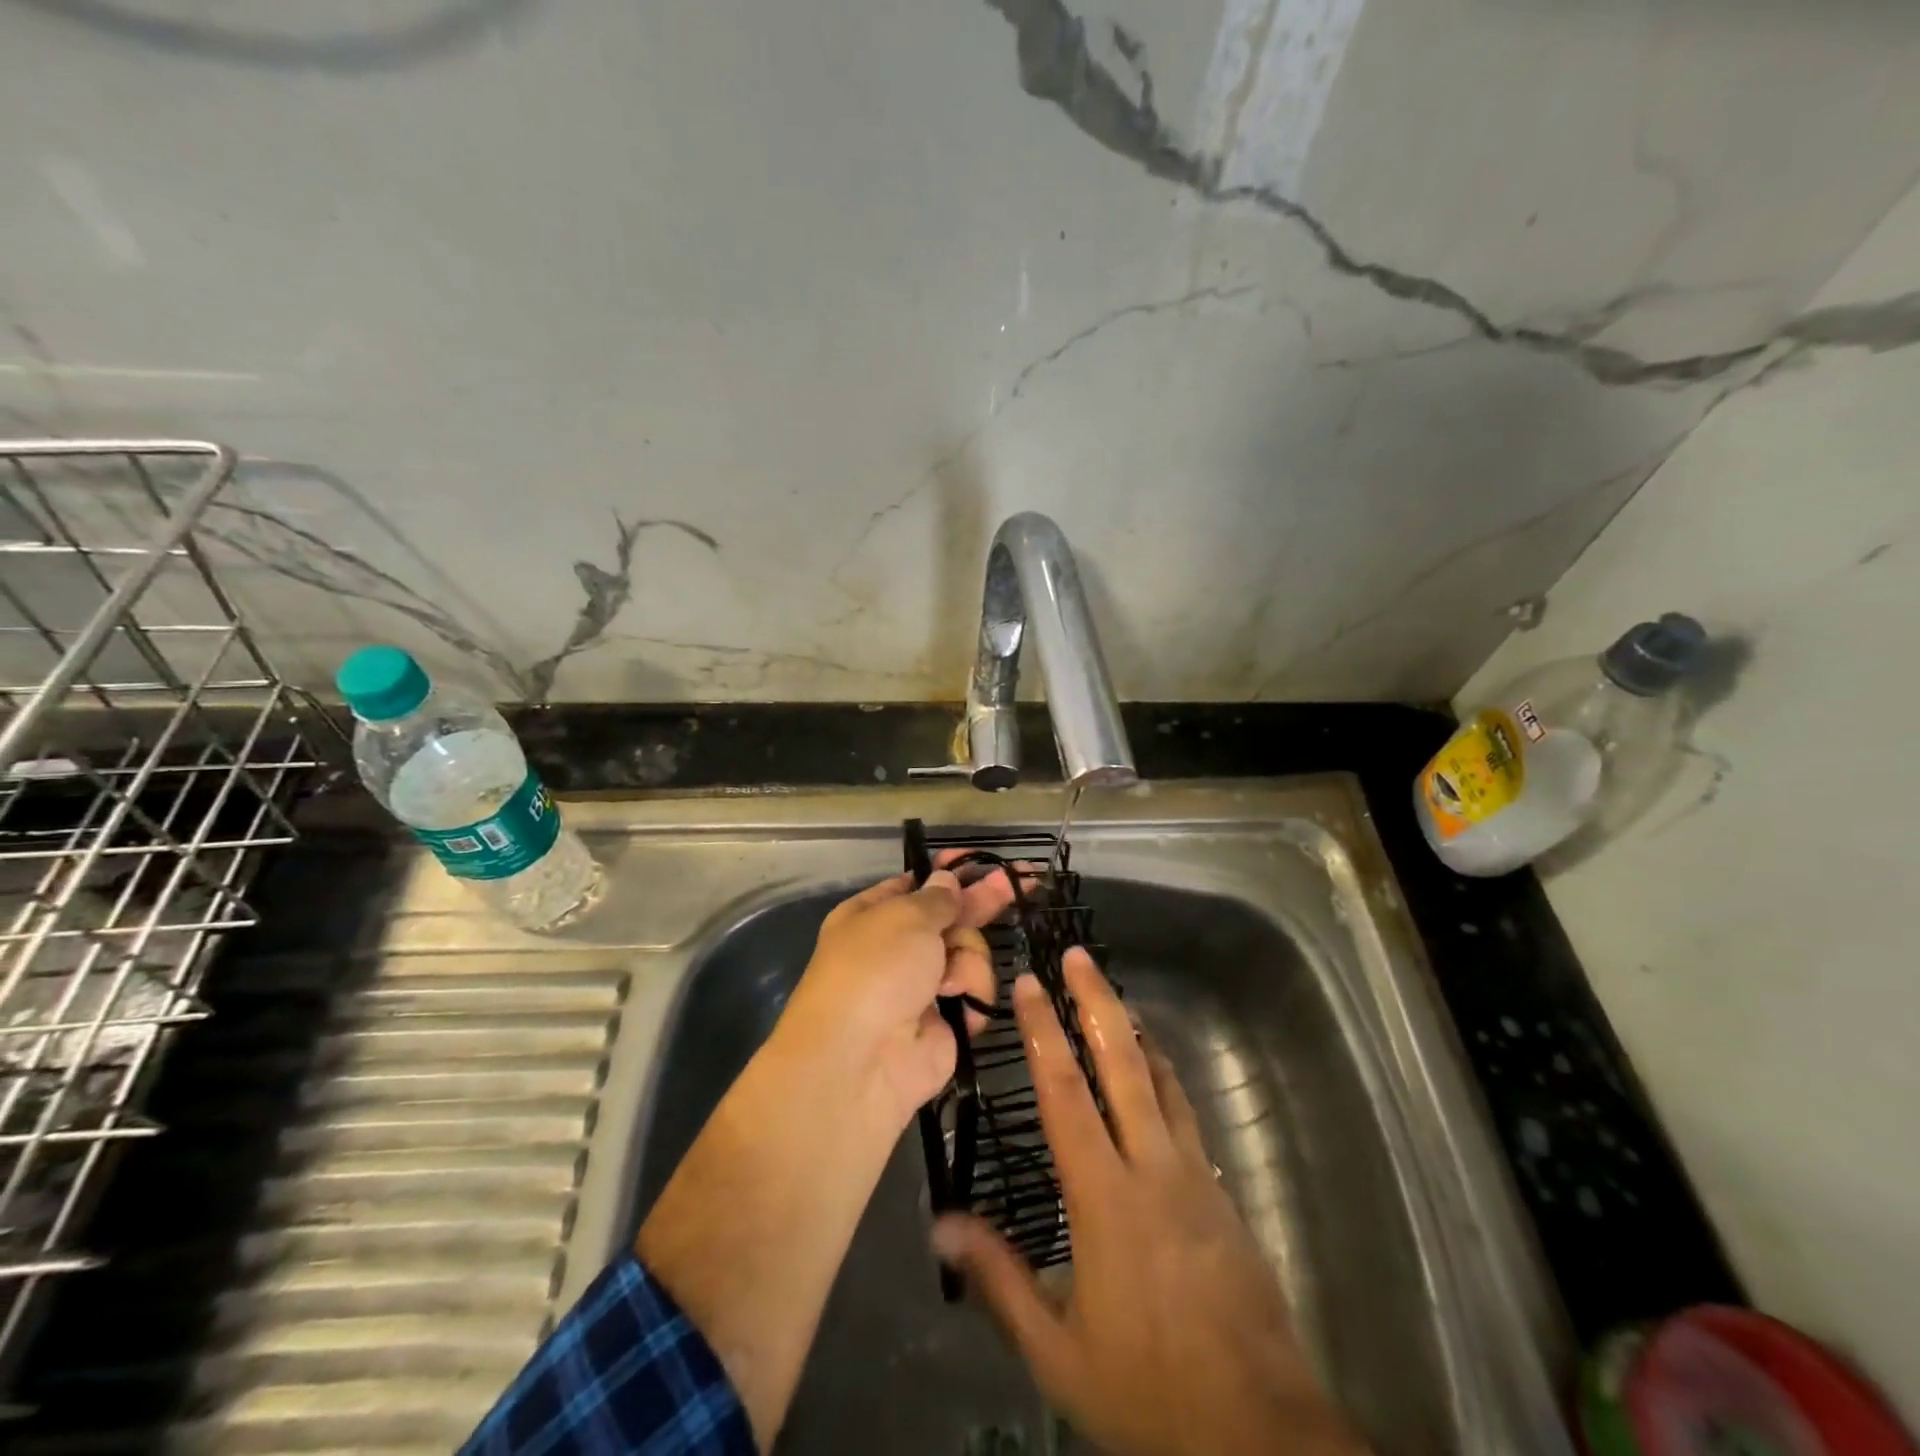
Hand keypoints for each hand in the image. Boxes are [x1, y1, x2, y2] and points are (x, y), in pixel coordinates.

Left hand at [776, 855, 1017, 1129]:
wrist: (860, 1061)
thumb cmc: (875, 970)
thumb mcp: (906, 917)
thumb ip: (937, 898)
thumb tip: (946, 880)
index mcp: (873, 915)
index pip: (917, 884)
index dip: (948, 873)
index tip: (979, 861)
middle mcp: (897, 947)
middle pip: (950, 917)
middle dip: (981, 903)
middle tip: (1023, 882)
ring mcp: (921, 986)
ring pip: (969, 953)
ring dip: (968, 960)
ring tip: (950, 980)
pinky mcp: (945, 1021)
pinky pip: (974, 993)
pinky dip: (971, 996)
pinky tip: (958, 1004)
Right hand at [931, 950, 1369, 1455]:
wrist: (1263, 1435)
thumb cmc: (1148, 1391)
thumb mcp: (1057, 1351)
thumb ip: (999, 1280)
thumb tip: (940, 1225)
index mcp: (1105, 1198)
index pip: (1065, 1096)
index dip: (1042, 1034)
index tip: (1027, 985)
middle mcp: (1153, 1168)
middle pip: (1123, 1064)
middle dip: (1096, 1002)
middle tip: (1078, 956)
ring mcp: (1196, 1177)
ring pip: (1163, 1082)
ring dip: (1135, 1033)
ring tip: (1115, 999)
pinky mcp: (1223, 1197)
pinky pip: (1187, 1117)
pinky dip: (1165, 1080)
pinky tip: (1157, 1078)